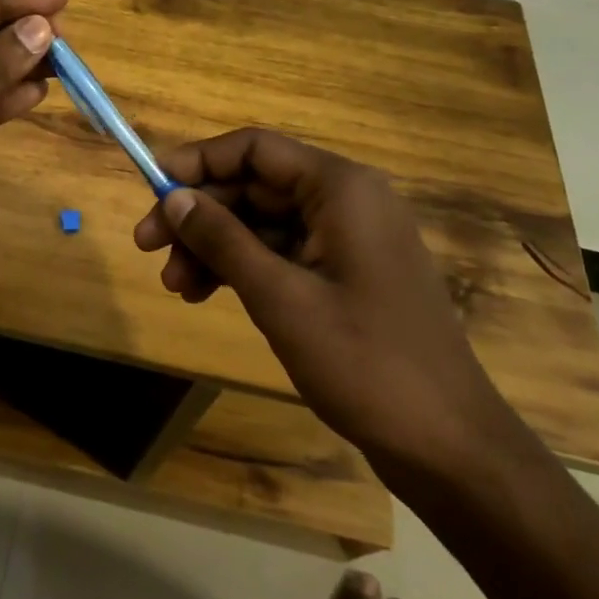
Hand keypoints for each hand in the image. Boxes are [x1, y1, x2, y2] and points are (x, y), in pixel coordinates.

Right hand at [134, 128, 522, 484]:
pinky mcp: (345, 274)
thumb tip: (172, 197)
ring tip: (174, 285)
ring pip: (262, 223)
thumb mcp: (280, 298)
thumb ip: (223, 240)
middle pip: (254, 186)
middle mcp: (345, 200)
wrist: (451, 449)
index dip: (198, 162)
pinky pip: (281, 253)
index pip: (254, 149)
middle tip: (147, 246)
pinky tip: (204, 294)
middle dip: (199, 215)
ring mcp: (347, 239)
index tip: (150, 187)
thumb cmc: (367, 363)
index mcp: (339, 187)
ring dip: (214, 247)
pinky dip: (242, 269)